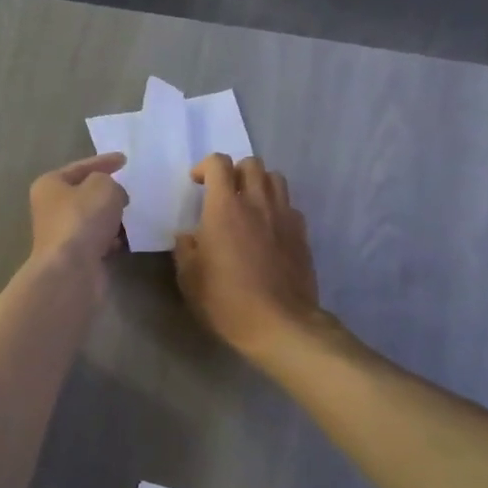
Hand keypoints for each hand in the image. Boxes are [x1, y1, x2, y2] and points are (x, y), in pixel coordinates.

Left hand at [29, 152, 128, 269]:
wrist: (72, 270)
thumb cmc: (83, 219)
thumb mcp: (103, 186)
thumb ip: (111, 183)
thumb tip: (114, 197)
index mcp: (50, 185)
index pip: (81, 167)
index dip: (104, 161)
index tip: (124, 160)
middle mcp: (51, 208)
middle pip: (84, 194)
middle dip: (107, 192)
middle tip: (129, 190)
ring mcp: (62, 234)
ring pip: (92, 219)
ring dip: (111, 218)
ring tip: (132, 215)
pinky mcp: (74, 256)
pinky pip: (97, 241)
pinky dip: (111, 239)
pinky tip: (126, 240)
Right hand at [175, 155, 321, 360]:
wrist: (279, 323)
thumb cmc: (226, 300)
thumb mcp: (190, 279)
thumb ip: (185, 249)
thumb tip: (188, 236)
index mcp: (224, 208)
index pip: (219, 164)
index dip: (205, 166)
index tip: (197, 183)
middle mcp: (257, 203)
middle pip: (251, 164)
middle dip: (235, 171)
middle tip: (224, 193)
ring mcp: (284, 216)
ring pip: (276, 178)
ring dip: (259, 183)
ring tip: (249, 204)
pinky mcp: (301, 233)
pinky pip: (290, 205)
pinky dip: (277, 208)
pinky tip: (269, 229)